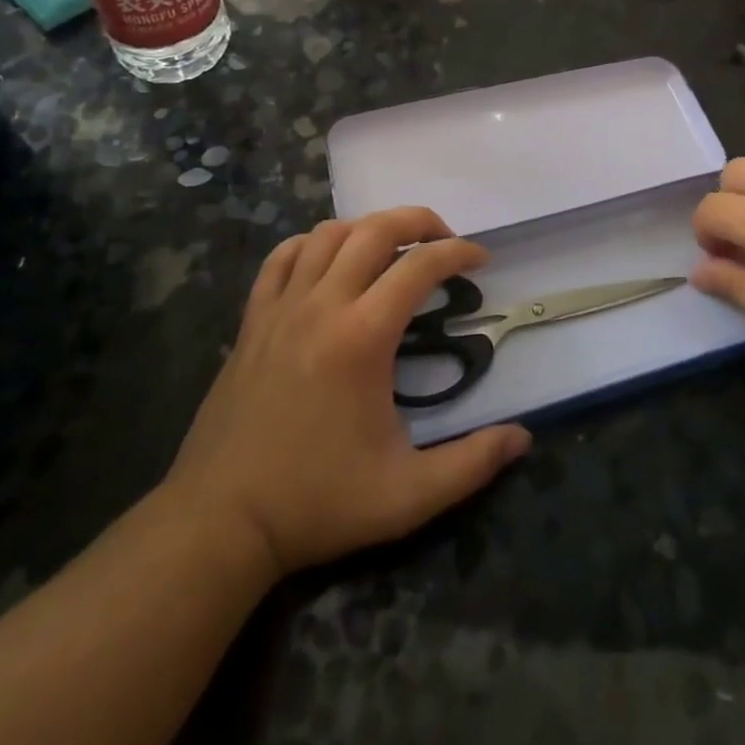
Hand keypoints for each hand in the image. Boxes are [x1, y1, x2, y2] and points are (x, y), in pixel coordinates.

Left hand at [165, 208, 530, 579]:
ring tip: (394, 249)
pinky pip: (283, 258)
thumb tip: (523, 437)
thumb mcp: (408, 496)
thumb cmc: (318, 503)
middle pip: (375, 229)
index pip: (420, 266)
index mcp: (363, 337)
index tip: (481, 260)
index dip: (459, 253)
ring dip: (369, 228)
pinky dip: (313, 244)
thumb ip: (472, 463)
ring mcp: (282, 308)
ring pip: (328, 234)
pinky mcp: (253, 320)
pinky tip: (330, 261)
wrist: (220, 522)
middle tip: (445, 240)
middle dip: (419, 221)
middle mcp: (322, 305)